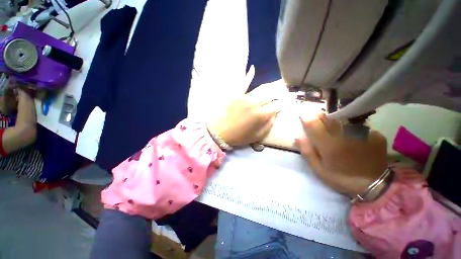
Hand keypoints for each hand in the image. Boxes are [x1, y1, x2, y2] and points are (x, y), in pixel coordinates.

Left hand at [207, 66, 281, 146]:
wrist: (219, 132)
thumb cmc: (239, 137)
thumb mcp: (257, 136)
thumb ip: (268, 126)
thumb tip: (274, 116)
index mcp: (261, 115)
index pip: (277, 106)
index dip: (283, 104)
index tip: (286, 103)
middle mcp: (256, 103)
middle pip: (271, 95)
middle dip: (278, 94)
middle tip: (283, 93)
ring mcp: (245, 97)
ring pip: (261, 89)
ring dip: (270, 87)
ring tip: (275, 85)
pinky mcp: (236, 94)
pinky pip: (243, 83)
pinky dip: (248, 76)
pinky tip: (252, 69)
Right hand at [295, 113, 387, 197]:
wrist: (375, 186)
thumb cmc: (342, 178)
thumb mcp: (319, 169)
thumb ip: (307, 152)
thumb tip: (298, 137)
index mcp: (329, 145)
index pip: (313, 124)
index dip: (306, 118)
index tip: (302, 116)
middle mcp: (345, 136)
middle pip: (328, 117)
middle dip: (319, 115)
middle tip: (316, 118)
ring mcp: (362, 133)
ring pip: (343, 118)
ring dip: (334, 119)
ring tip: (333, 126)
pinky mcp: (374, 134)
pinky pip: (357, 125)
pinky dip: (351, 127)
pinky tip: (352, 135)